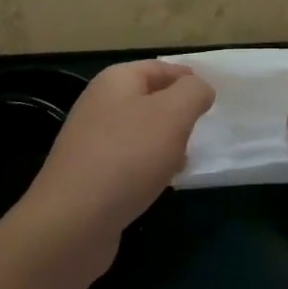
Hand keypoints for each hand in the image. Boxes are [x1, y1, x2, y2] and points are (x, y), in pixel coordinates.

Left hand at [18, 61, 214, 279]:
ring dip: (165, 143)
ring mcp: (91, 140)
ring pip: (140, 132)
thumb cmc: (128, 156)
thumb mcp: (173, 114)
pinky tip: (161, 184)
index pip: (159, 68)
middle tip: (201, 131)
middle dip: (178, 113)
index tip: (213, 98)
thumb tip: (200, 88)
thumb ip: (193, 93)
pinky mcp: (89, 174)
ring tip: (185, 161)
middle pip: (149, 99)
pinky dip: (148, 168)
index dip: (187, 79)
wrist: (74, 220)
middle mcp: (99, 104)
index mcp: (116, 80)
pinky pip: (128, 161)